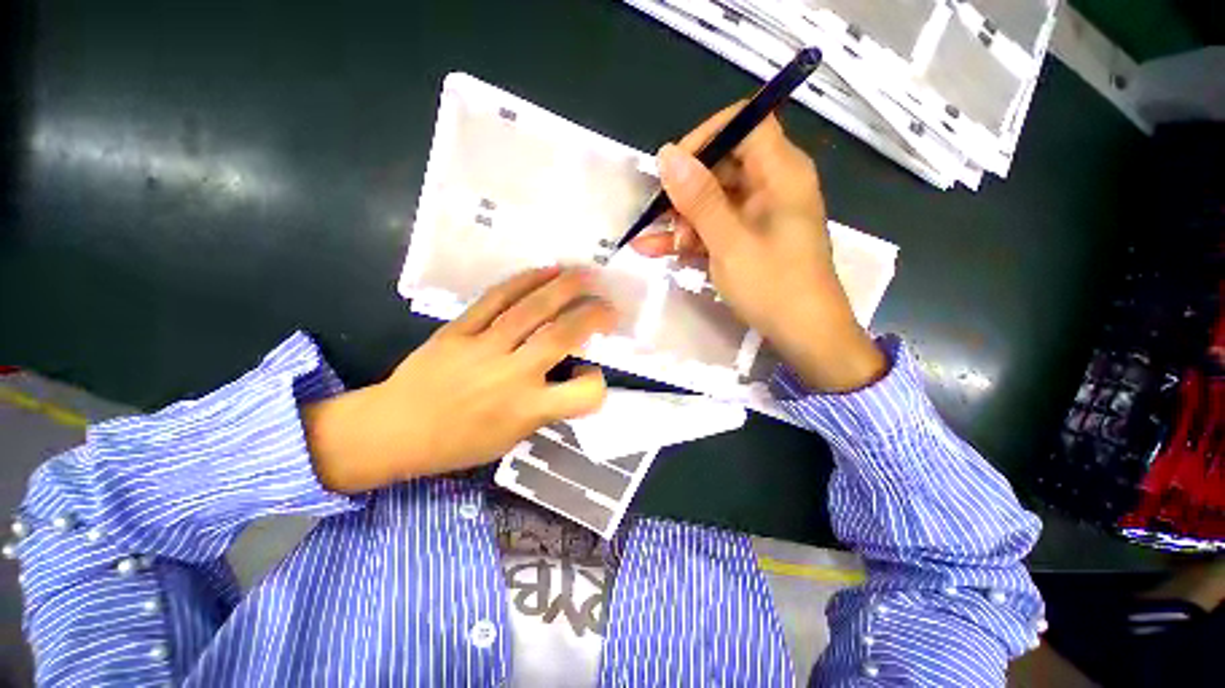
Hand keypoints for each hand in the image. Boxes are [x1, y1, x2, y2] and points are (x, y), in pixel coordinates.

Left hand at [304, 267, 615, 493]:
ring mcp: (483, 347)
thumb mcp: (513, 437)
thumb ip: (547, 406)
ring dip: (566, 287)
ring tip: (587, 275)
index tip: (591, 375)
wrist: (394, 429)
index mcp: (527, 410)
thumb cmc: (459, 443)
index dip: (597, 382)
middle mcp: (511, 375)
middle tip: (610, 305)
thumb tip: (570, 373)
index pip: (583, 393)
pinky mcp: (459, 329)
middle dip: (594, 315)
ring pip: (533, 309)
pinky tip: (546, 271)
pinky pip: (496, 298)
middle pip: (562, 335)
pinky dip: (525, 280)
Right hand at [632, 104, 884, 391]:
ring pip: (712, 200)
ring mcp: (759, 215)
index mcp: (781, 173)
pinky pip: (714, 226)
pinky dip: (688, 237)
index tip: (673, 168)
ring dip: (681, 220)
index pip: (744, 124)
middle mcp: (772, 185)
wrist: (803, 335)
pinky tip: (655, 249)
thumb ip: (699, 198)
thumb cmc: (773, 286)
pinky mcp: (748, 239)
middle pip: (722, 164)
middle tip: (660, 217)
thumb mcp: (730, 242)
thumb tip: (667, 154)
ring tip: (653, 243)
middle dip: (685, 190)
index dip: (706, 137)